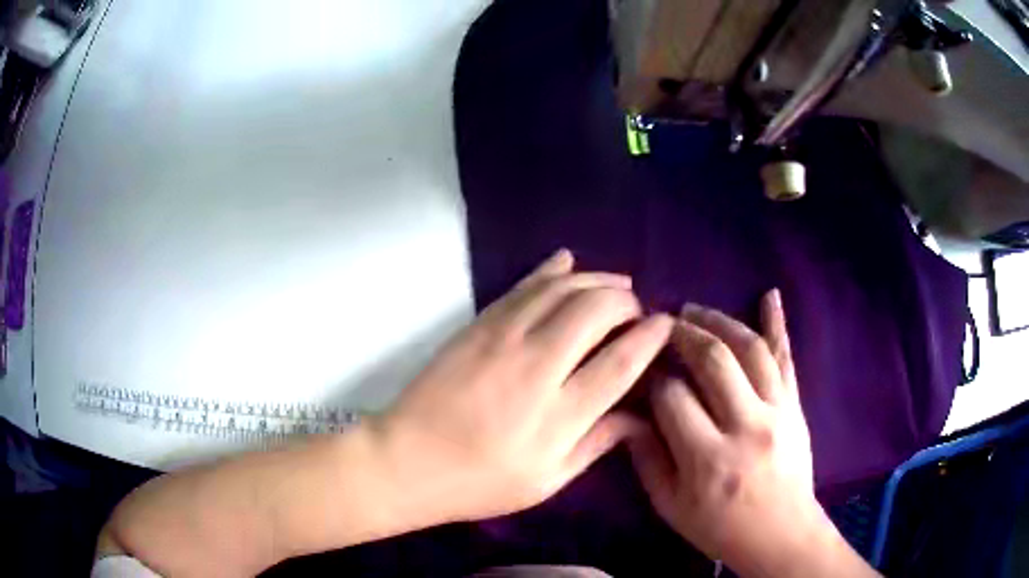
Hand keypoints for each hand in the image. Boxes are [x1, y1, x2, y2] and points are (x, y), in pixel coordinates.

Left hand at [372, 249, 672, 523]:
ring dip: (596, 279)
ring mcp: (503, 338)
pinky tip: (567, 260)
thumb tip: (639, 417)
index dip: (651, 337)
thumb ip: (596, 444)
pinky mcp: (477, 325)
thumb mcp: (545, 481)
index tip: (666, 325)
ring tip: (617, 283)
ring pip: (562, 288)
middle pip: (596, 311)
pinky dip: (549, 269)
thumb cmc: (478, 483)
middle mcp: (536, 366)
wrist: (406, 460)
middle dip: (626, 302)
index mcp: (559, 414)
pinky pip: (521, 286)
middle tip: (637, 310)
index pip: (621, 362)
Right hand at [630, 292, 877, 576]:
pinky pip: (787, 359)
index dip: (652, 378)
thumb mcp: (671, 506)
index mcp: (707, 459)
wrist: (780, 533)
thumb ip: (648, 460)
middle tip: (665, 324)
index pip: (672, 397)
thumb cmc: (720, 526)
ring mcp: (777, 411)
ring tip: (696, 312)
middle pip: (713, 361)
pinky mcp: (795, 406)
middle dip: (684, 334)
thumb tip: (629, 416)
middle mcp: (746, 426)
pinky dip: (778, 324)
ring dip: (720, 322)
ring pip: (750, 350)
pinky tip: (769, 295)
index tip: (642, 370)